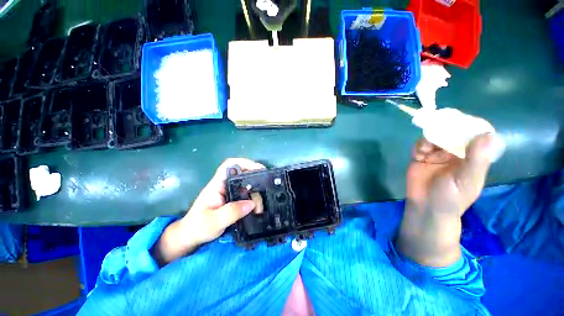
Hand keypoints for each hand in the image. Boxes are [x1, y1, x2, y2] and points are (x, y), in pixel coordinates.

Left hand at [153, 158, 264, 265]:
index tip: (258, 169)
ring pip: (245, 184)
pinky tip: (259, 203)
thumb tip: (252, 203)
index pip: (230, 165)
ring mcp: (228, 193)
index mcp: (217, 185)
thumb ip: (232, 212)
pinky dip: (253, 196)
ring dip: (255, 188)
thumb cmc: (198, 227)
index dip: (244, 163)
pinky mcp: (232, 200)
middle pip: (241, 173)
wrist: (190, 237)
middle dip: (255, 175)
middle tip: (267, 183)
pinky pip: (245, 193)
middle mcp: (224, 186)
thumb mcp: (214, 221)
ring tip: (265, 197)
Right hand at [406, 133, 503, 216]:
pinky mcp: (420, 157)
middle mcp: (455, 152)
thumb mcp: (467, 180)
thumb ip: (476, 160)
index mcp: (473, 156)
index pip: (475, 134)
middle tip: (440, 125)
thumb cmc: (451, 197)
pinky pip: (419, 145)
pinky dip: (419, 145)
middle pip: (453, 132)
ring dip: (430, 137)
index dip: (469, 125)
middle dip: (446, 127)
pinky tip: (420, 152)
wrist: (426, 207)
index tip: (461, 121)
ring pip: (435, 136)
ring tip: (427, 147)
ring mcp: (436, 154)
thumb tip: (487, 134)